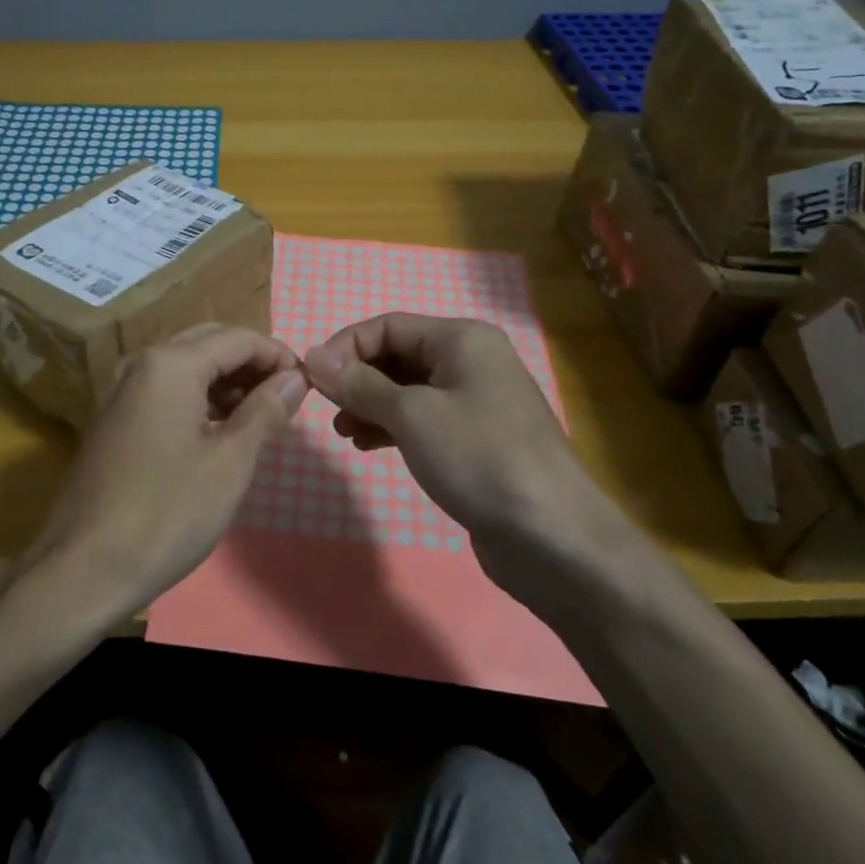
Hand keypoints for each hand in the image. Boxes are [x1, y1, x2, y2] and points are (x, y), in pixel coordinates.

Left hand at [28, 323, 307, 618]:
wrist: (82, 568)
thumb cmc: (166, 513)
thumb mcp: (230, 462)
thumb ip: (266, 411)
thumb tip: (294, 379)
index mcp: (170, 364)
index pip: (237, 338)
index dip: (278, 354)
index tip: (307, 384)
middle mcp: (141, 363)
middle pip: (209, 343)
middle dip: (251, 363)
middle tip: (285, 397)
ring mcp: (120, 390)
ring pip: (185, 365)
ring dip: (225, 380)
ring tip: (259, 416)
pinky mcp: (112, 418)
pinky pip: (164, 389)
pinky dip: (198, 397)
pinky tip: (218, 430)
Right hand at [303, 315, 620, 556]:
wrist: (553, 537)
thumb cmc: (479, 458)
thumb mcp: (411, 415)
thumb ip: (358, 383)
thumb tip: (312, 355)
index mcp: (461, 339)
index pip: (387, 326)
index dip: (345, 347)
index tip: (312, 380)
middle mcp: (470, 361)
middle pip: (397, 355)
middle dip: (357, 379)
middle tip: (328, 411)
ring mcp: (476, 401)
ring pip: (407, 389)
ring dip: (370, 405)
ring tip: (344, 433)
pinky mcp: (476, 438)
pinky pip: (423, 419)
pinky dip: (392, 426)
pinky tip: (367, 445)